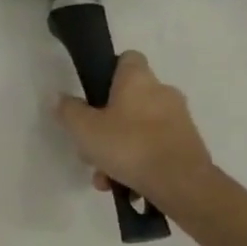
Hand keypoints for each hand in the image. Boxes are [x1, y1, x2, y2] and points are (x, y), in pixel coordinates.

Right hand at [55, 51, 217, 209]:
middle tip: (90, 147)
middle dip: (106, 125)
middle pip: (128, 100)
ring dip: (119, 150)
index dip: (108, 72)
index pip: (127, 58)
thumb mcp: (84, 129)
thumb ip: (68, 111)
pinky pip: (154, 148)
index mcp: (138, 79)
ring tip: (105, 178)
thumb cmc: (129, 146)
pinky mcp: (188, 145)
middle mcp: (163, 92)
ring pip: (138, 129)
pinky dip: (138, 163)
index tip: (93, 94)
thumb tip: (58, 97)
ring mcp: (179, 119)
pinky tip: (126, 186)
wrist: (181, 183)